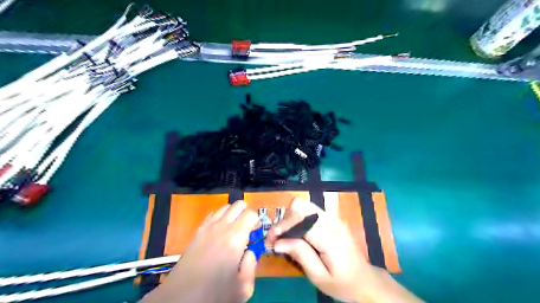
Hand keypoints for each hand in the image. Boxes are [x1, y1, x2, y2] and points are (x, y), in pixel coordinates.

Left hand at [141, 201, 258, 302]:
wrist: (180, 296)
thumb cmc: (214, 293)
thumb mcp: (243, 288)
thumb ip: (252, 266)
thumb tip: (250, 252)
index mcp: (236, 237)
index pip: (251, 214)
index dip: (257, 222)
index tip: (256, 233)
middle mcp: (222, 226)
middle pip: (238, 205)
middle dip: (247, 213)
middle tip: (248, 229)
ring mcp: (208, 226)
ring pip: (225, 207)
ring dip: (234, 213)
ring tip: (234, 229)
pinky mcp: (197, 230)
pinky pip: (213, 214)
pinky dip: (221, 217)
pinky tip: (220, 231)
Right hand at [266, 199, 378, 302]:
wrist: (365, 280)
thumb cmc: (342, 283)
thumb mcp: (319, 276)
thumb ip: (299, 254)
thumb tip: (277, 242)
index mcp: (329, 236)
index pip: (299, 219)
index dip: (281, 226)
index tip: (270, 240)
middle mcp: (331, 221)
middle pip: (300, 205)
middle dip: (284, 219)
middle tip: (277, 238)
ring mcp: (332, 217)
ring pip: (303, 205)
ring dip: (290, 218)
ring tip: (284, 236)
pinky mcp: (331, 218)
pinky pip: (309, 211)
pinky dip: (297, 218)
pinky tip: (295, 234)